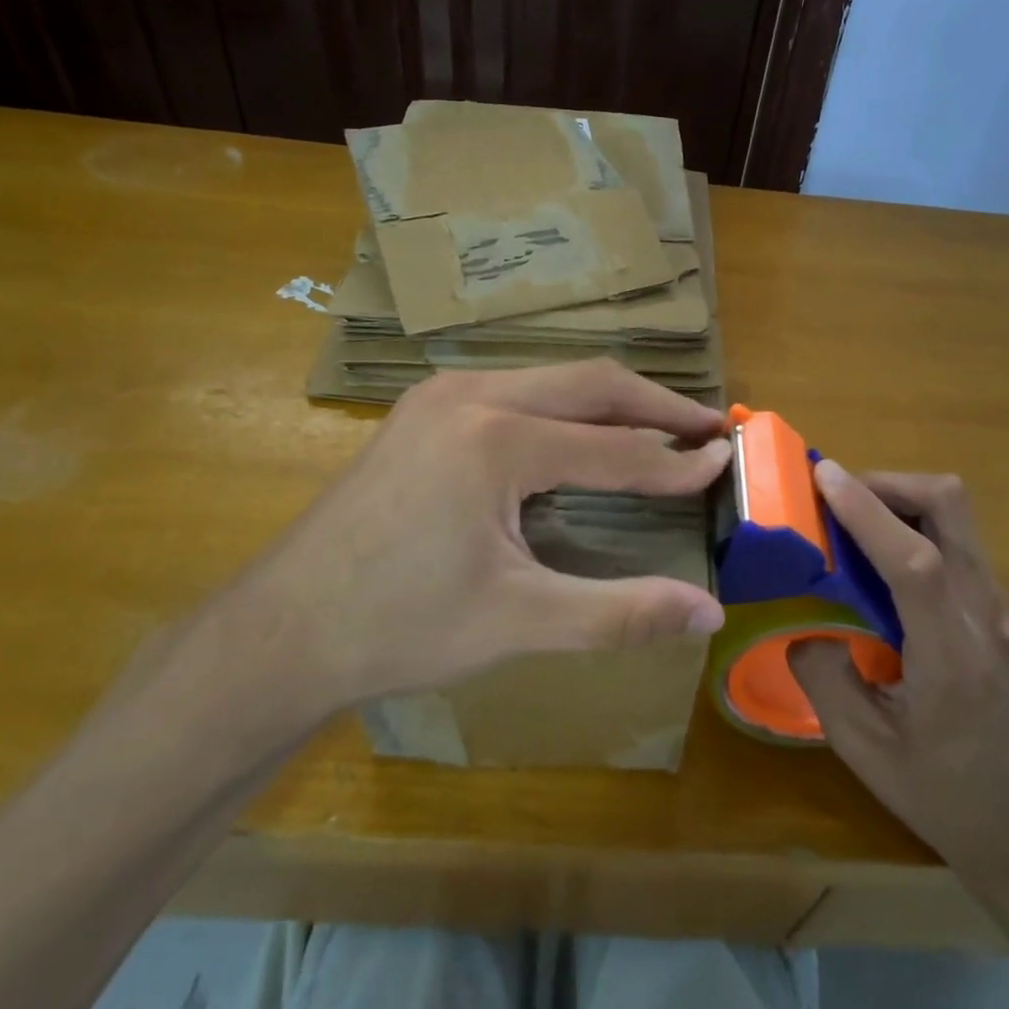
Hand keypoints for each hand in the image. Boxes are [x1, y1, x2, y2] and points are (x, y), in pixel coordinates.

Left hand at [212, 360, 728, 736]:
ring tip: (659, 427)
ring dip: (610, 402)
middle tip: (708, 426)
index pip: (616, 448)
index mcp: (498, 440)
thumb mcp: (519, 622)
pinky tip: (580, 437)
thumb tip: (709, 615)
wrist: (282, 629)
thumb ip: (621, 612)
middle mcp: (472, 396)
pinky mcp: (424, 410)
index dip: (677, 463)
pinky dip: (565, 409)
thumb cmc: (400, 626)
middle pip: (591, 383)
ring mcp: (441, 395)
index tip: (726, 461)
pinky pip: (516, 390)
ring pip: (552, 380)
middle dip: (656, 404)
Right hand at [788, 465, 1008, 897]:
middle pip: (952, 507)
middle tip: (834, 496)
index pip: (917, 561)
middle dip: (889, 483)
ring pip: (956, 514)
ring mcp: (1000, 606)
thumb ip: (823, 676)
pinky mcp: (998, 605)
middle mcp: (988, 615)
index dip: (868, 511)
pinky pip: (954, 538)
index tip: (822, 476)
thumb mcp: (862, 747)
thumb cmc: (939, 792)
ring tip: (847, 520)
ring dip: (899, 498)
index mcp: (954, 657)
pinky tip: (877, 557)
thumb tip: (801, 621)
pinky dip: (912, 524)